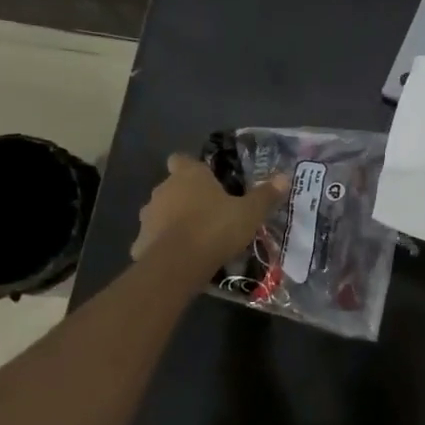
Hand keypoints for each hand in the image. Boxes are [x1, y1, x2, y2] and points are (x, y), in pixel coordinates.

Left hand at [132, 154, 288, 269]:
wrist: (176, 265)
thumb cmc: (214, 228)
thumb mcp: (249, 213)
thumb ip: (265, 195)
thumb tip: (284, 177)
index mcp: (188, 175)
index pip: (182, 159)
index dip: (192, 167)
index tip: (207, 179)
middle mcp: (163, 190)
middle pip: (172, 186)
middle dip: (187, 197)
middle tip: (210, 211)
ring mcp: (148, 216)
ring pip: (162, 212)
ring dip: (174, 220)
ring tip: (197, 237)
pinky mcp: (140, 242)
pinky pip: (154, 239)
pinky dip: (164, 245)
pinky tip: (182, 258)